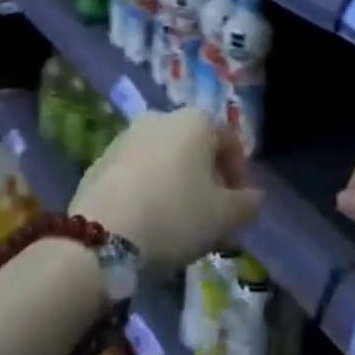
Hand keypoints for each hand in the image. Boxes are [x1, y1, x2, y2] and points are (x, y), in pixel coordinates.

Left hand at [72, 108, 263, 270]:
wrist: (101, 237)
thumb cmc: (174, 216)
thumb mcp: (223, 217)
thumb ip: (247, 204)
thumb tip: (255, 196)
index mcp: (195, 121)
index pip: (229, 140)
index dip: (239, 173)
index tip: (239, 206)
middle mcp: (161, 117)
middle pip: (195, 147)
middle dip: (207, 178)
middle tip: (210, 215)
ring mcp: (126, 137)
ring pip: (164, 159)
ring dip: (176, 183)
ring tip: (177, 222)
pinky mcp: (100, 160)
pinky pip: (136, 172)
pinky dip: (147, 189)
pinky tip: (146, 222)